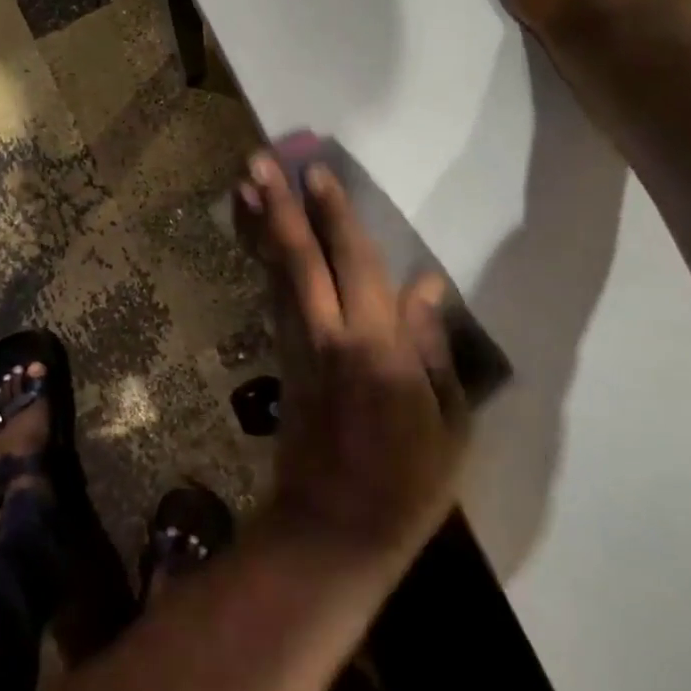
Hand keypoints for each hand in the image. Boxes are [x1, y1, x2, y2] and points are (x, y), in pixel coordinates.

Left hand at [235, 155, 467, 569]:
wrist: (332, 529)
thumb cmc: (407, 482)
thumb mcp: (446, 421)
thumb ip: (433, 346)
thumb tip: (427, 283)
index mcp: (375, 347)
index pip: (353, 263)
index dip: (334, 214)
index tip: (315, 171)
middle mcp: (327, 335)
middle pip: (298, 257)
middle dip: (278, 206)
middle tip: (257, 160)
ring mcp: (296, 346)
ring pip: (275, 273)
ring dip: (260, 226)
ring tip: (245, 184)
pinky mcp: (281, 361)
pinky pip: (273, 298)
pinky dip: (262, 262)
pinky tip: (257, 238)